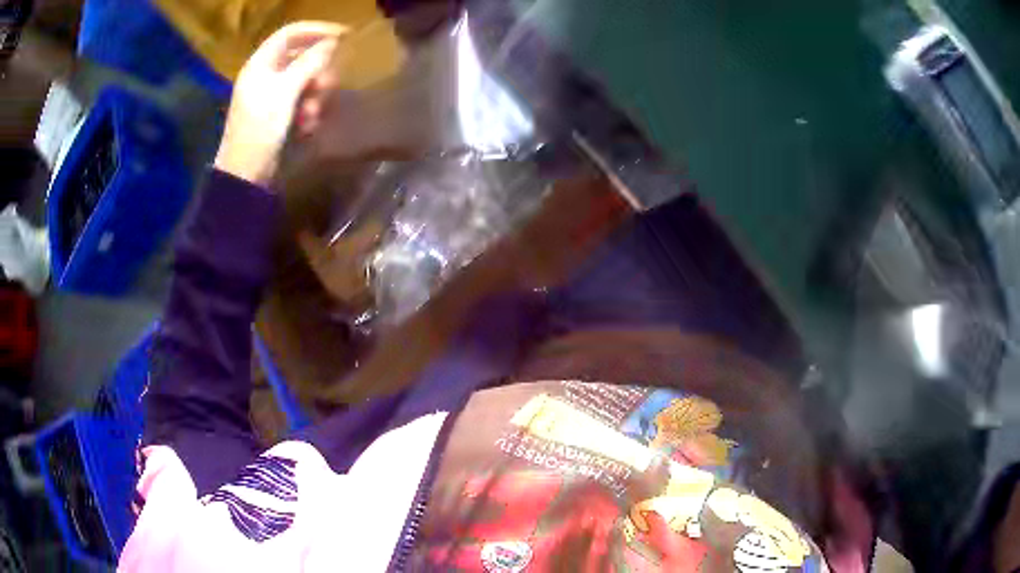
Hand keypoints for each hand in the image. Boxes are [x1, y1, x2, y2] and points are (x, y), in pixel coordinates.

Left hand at [215, 22, 345, 184]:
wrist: (245, 175)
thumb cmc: (260, 131)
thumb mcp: (284, 93)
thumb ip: (308, 64)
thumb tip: (331, 42)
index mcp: (260, 65)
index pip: (290, 34)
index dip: (316, 30)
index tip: (343, 36)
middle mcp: (266, 75)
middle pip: (301, 57)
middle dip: (317, 71)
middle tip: (328, 86)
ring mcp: (272, 95)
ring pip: (305, 80)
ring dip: (315, 95)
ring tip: (313, 115)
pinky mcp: (279, 114)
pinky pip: (302, 100)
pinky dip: (309, 110)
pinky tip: (308, 126)